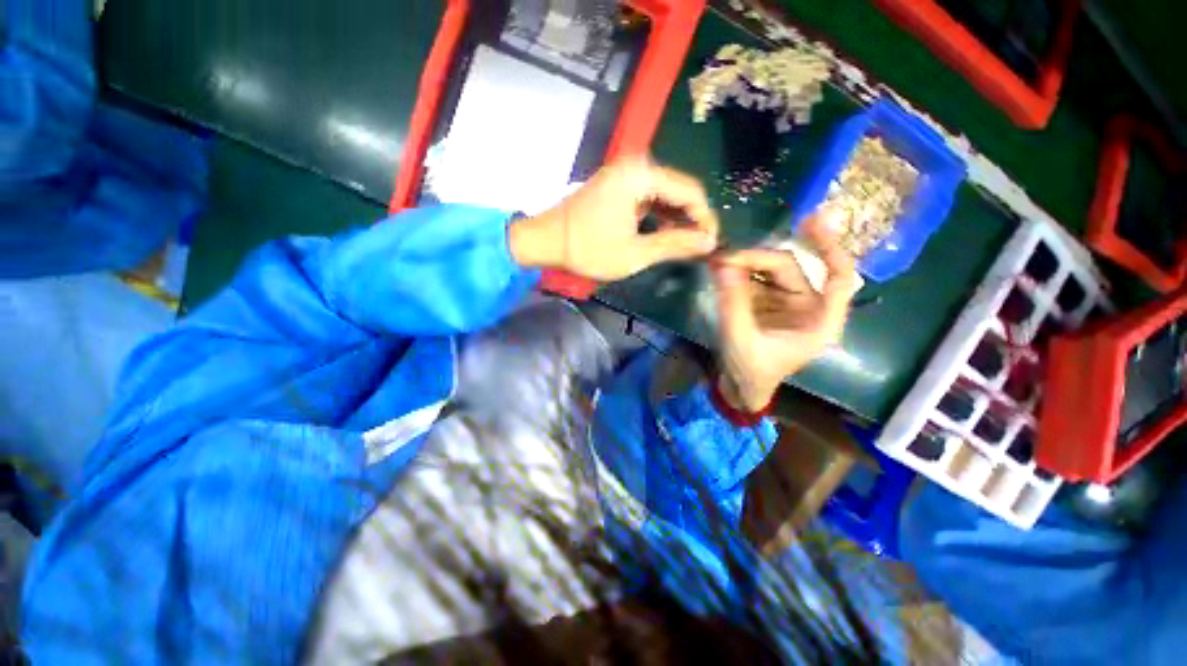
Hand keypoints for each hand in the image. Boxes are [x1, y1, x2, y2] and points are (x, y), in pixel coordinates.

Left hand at [508, 156, 719, 280]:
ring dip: (677, 218)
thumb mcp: (634, 253)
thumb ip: (673, 244)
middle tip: (701, 247)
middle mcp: (636, 166)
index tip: (712, 244)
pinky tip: (666, 234)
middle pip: (679, 189)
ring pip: (665, 194)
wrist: (545, 241)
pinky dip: (660, 215)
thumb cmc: (587, 249)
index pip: (690, 191)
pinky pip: (650, 197)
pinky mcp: (618, 185)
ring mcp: (625, 174)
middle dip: (692, 219)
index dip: (705, 218)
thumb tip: (708, 242)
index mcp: (641, 175)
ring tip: (687, 244)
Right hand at [711, 209, 857, 411]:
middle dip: (756, 259)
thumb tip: (722, 264)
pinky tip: (720, 271)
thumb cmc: (751, 372)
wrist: (741, 388)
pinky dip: (737, 275)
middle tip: (723, 259)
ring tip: (717, 263)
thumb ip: (733, 303)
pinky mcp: (766, 305)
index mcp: (819, 320)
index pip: (839, 276)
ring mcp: (785, 304)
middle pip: (789, 269)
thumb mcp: (741, 340)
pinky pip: (754, 281)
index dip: (830, 247)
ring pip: (768, 273)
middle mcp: (807, 307)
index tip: (811, 221)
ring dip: (744, 265)